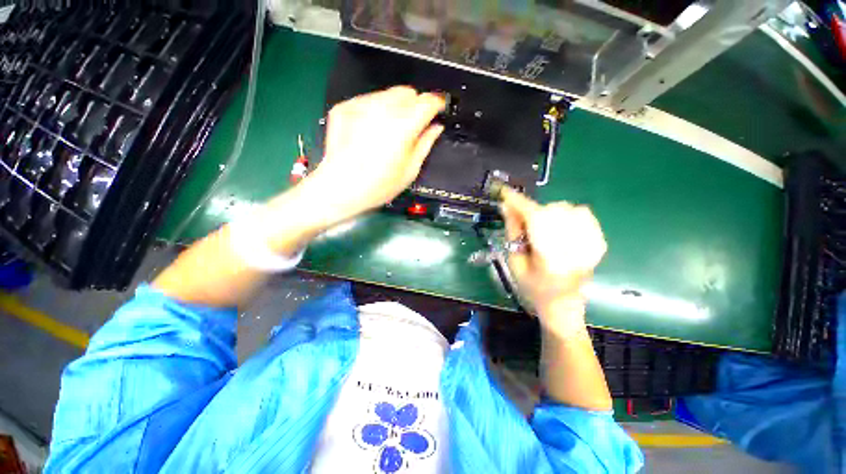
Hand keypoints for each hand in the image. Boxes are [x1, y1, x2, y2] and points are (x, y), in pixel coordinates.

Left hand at [297, 86, 444, 226]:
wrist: (340, 187)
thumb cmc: (378, 185)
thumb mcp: (410, 170)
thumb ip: (426, 143)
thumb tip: (436, 128)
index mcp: (403, 125)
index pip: (428, 101)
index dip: (437, 104)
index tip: (439, 110)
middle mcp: (383, 109)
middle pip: (408, 92)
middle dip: (415, 105)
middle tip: (413, 126)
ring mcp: (361, 105)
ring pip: (388, 93)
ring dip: (396, 106)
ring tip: (390, 130)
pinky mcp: (345, 107)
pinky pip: (368, 100)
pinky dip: (375, 110)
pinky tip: (371, 130)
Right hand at [500, 187, 606, 326]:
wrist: (563, 305)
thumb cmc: (533, 288)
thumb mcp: (515, 263)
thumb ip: (513, 233)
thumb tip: (507, 207)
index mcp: (550, 257)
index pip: (534, 219)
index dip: (519, 203)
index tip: (505, 193)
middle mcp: (574, 247)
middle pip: (551, 211)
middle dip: (532, 212)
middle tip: (524, 226)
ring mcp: (591, 244)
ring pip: (566, 209)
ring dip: (548, 214)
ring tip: (542, 230)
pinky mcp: (599, 241)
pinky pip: (583, 213)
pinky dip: (567, 215)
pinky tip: (560, 228)